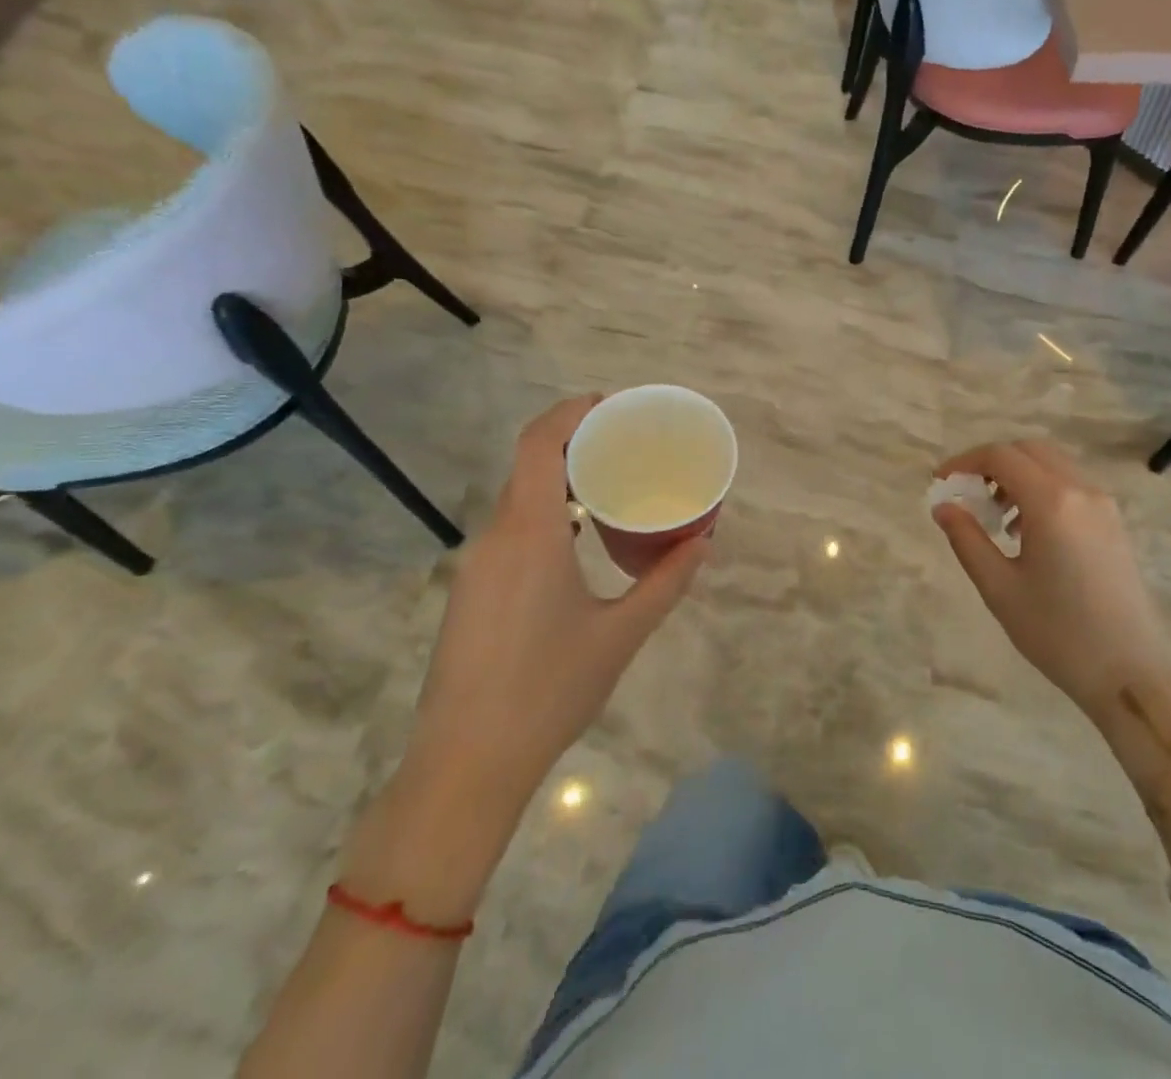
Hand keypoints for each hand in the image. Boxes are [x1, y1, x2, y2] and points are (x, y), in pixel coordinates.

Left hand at [409, 395, 709, 793]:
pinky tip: (575, 538)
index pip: (538, 445)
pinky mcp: (470, 591)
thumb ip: (666, 583)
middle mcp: (494, 538)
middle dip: (573, 443)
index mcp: (529, 535)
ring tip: (607, 485)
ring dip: (558, 481)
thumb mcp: (620, 636)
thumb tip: (705, 542)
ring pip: (517, 499)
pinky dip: (543, 513)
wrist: (466, 765)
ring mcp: (476, 565)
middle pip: (528, 466)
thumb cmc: (549, 691)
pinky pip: (509, 529)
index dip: (569, 413)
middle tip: (623, 444)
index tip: (609, 406)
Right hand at [931, 440, 1170, 732]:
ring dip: (1019, 475)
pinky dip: (1043, 489)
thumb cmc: (1058, 633)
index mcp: (1052, 502)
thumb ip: (966, 539)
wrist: (1131, 675)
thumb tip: (943, 506)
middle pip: (1029, 450)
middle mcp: (1082, 490)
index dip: (964, 461)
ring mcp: (1104, 505)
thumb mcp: (999, 588)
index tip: (941, 482)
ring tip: (997, 518)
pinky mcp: (1115, 524)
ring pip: (1053, 464)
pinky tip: (1029, 533)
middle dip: (992, 462)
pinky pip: (1072, 486)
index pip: (1000, 456)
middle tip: (968, 493)